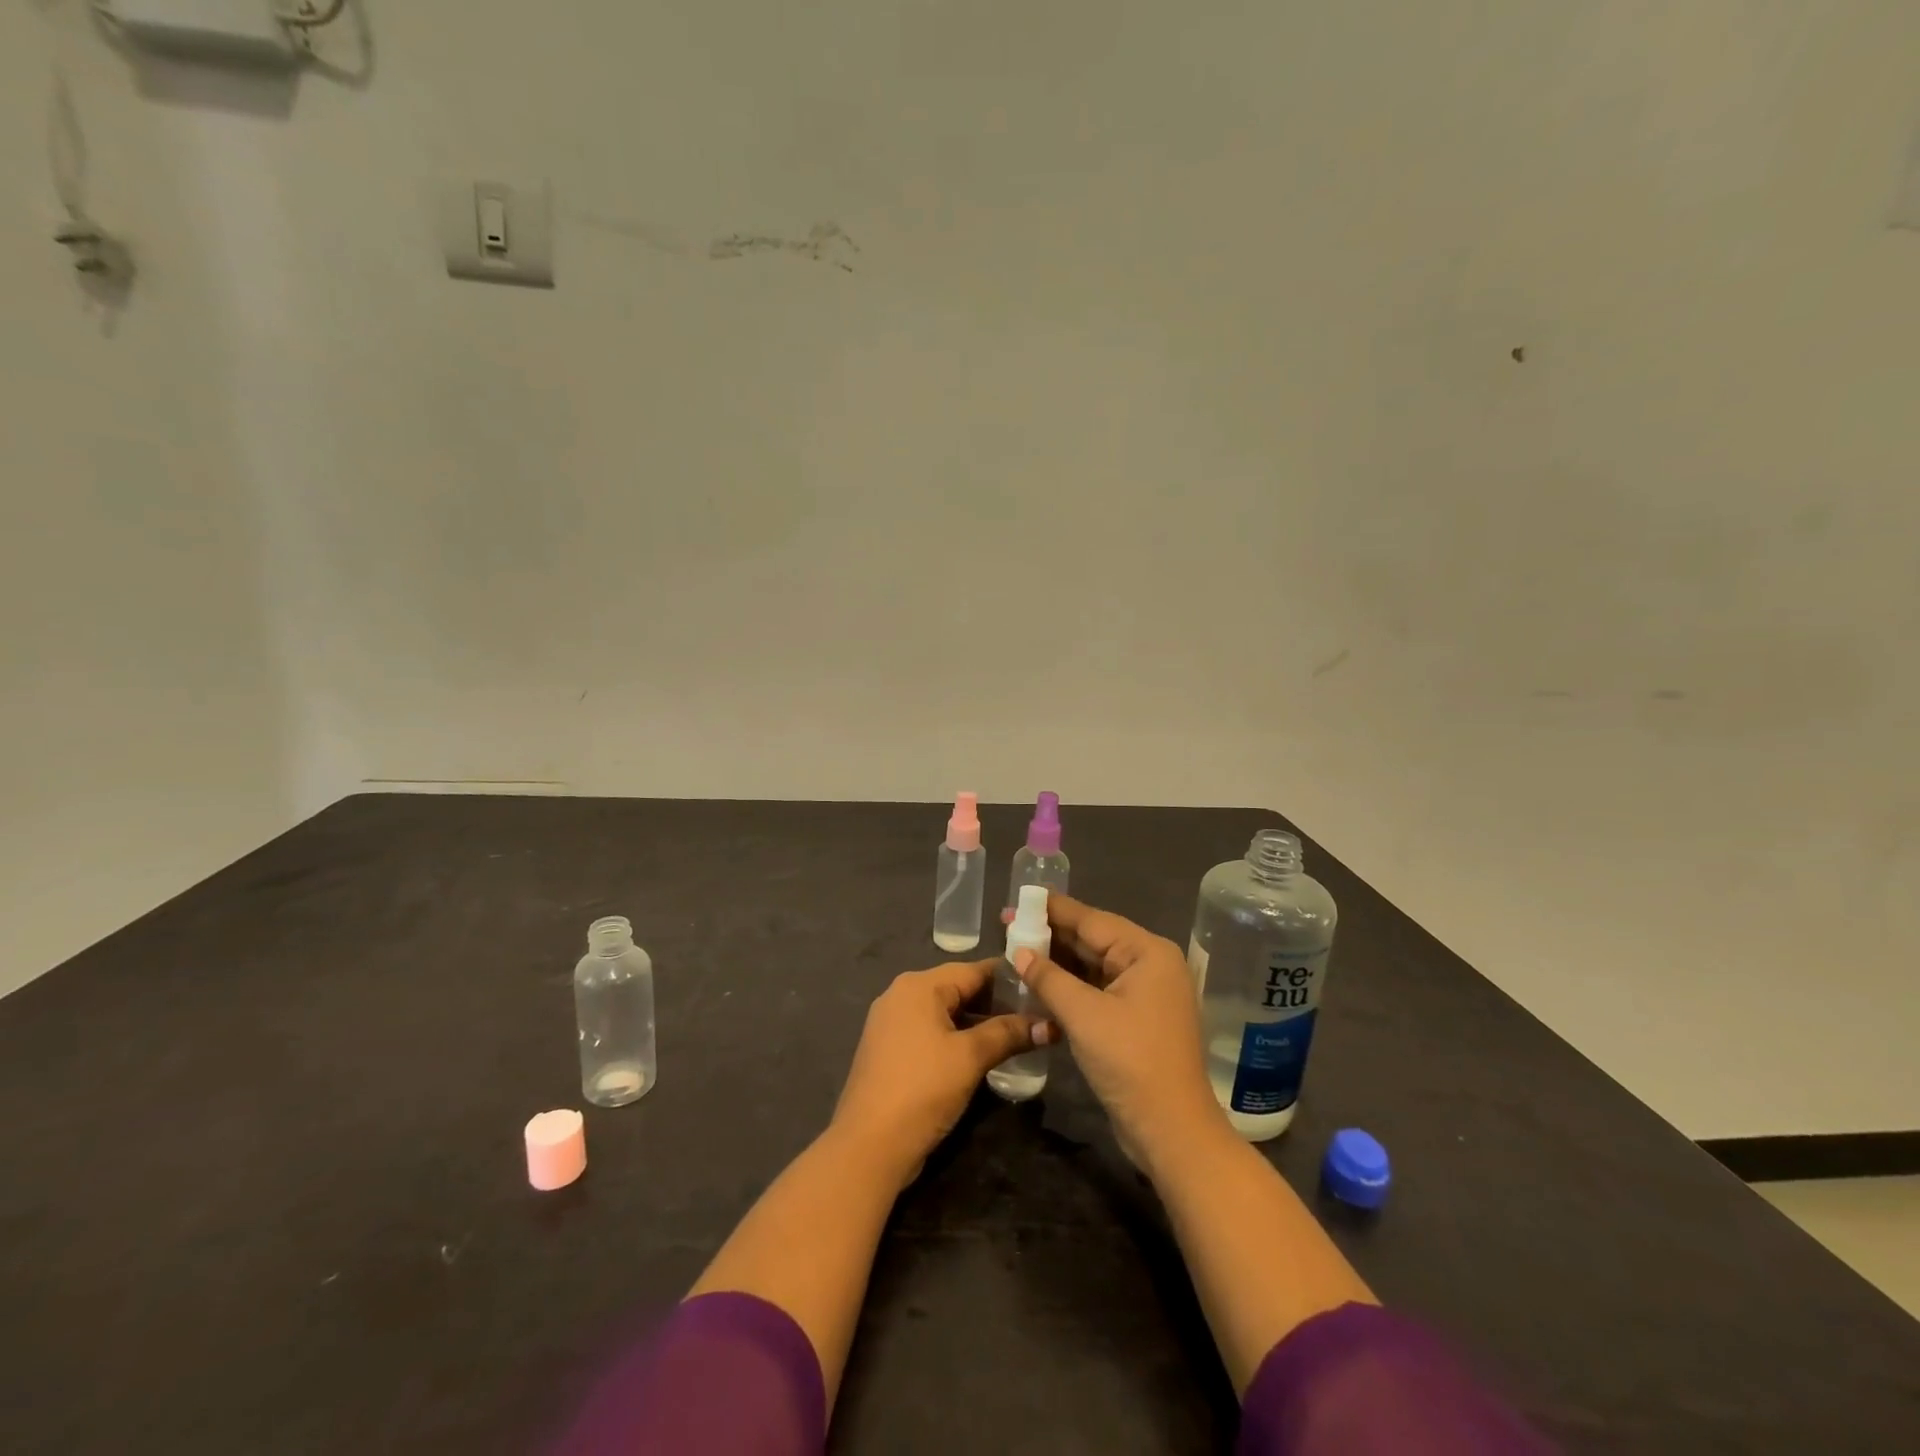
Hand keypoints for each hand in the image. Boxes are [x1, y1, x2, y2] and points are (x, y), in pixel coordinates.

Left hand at [830, 960, 1037, 1187]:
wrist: (868, 1146)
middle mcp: (901, 995)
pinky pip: (930, 1032)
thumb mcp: (970, 1058)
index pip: (973, 970)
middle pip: (958, 989)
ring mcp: (891, 1023)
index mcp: (918, 986)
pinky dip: (955, 1038)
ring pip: (944, 1012)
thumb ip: (1008, 1034)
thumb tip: (1048, 1025)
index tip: (1041, 988)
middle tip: (1034, 1016)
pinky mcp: (889, 1050)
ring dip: (977, 1024)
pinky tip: (981, 1055)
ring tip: (1016, 1037)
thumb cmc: (922, 1089)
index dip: (1009, 979)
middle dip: (995, 1003)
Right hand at [1012, 896, 1226, 1169]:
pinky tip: (1039, 985)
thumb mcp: (1083, 1015)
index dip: (1051, 910)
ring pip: (1093, 967)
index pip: (1091, 919)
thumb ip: (1048, 978)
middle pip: (1093, 940)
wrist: (1171, 1131)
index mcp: (1147, 952)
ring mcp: (1145, 993)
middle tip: (1008, 926)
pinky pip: (1097, 990)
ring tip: (1016, 951)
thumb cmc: (1130, 1062)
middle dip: (1051, 935)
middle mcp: (1150, 965)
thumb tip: (1019, 951)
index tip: (1018, 899)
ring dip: (1057, 963)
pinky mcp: (1136, 1019)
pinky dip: (1070, 988)